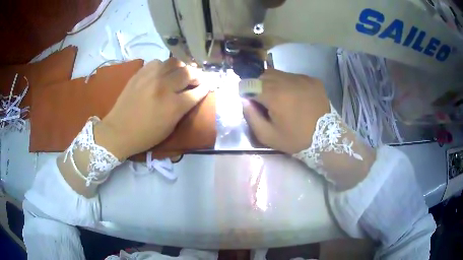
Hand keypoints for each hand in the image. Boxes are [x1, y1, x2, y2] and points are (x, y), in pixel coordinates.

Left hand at [94, 58, 208, 158]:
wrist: (118, 130)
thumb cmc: (146, 135)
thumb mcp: (169, 127)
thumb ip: (183, 109)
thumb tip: (192, 95)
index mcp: (173, 106)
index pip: (197, 91)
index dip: (205, 88)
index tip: (208, 85)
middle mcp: (164, 87)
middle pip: (188, 72)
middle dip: (197, 75)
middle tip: (197, 78)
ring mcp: (151, 77)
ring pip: (174, 62)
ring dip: (181, 67)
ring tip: (180, 73)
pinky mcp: (140, 73)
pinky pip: (158, 62)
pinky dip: (164, 66)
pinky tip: (163, 73)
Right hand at [242, 68, 329, 153]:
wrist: (327, 138)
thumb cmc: (296, 139)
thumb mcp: (268, 136)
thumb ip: (251, 117)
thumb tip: (245, 100)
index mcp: (274, 95)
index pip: (249, 83)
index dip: (246, 92)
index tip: (251, 102)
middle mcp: (287, 81)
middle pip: (263, 75)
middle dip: (259, 86)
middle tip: (265, 102)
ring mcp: (301, 78)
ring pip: (278, 74)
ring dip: (273, 83)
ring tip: (280, 98)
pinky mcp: (312, 79)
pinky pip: (293, 76)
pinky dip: (289, 84)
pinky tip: (295, 96)